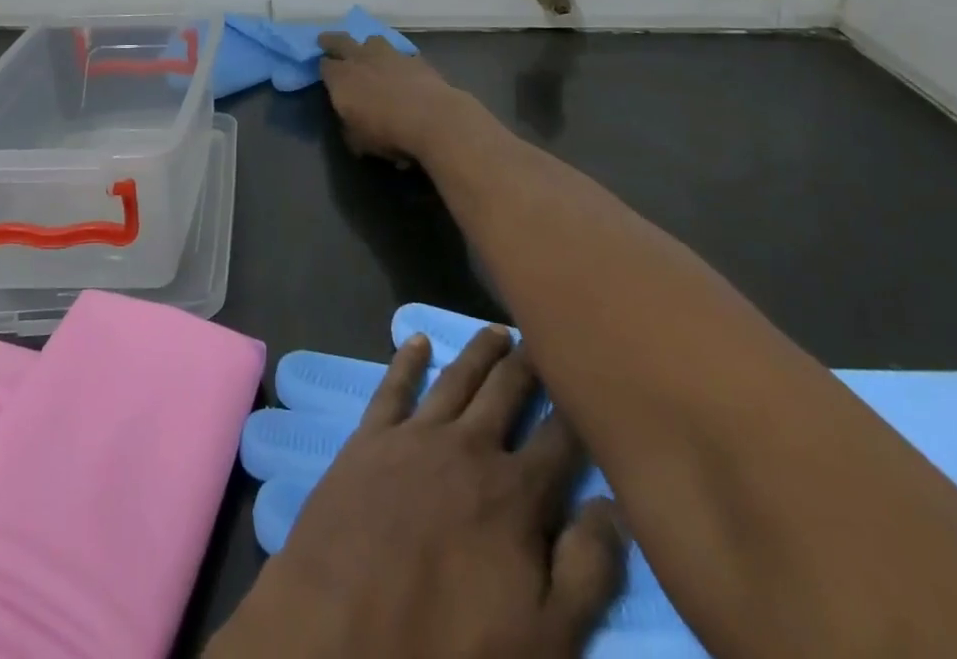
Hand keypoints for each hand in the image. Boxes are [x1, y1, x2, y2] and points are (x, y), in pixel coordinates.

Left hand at [208, 328, 624, 658]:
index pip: (560, 439)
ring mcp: (415, 436)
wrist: (342, 638)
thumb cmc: (450, 650)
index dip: (579, 409)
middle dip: (529, 363)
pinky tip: (416, 339)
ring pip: (457, 379)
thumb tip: (614, 505)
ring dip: (479, 352)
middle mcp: (469, 447)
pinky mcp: (369, 438)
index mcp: (516, 494)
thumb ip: (587, 572)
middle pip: (507, 391)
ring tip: (498, 330)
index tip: (591, 378)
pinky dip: (406, 359)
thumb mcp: (545, 641)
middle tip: (543, 333)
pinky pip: (393, 386)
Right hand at [317, 32, 473, 165]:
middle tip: (326, 40)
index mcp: (341, 78)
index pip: (324, 65)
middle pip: (341, 41)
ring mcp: (389, 55)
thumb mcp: (357, 140)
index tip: (323, 71)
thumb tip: (350, 121)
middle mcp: (361, 59)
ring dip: (368, 45)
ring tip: (369, 52)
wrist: (432, 119)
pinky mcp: (415, 59)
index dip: (322, 67)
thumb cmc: (387, 132)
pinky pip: (401, 54)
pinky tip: (402, 69)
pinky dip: (398, 60)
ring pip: (373, 40)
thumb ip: (349, 125)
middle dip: (332, 40)